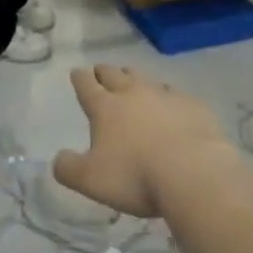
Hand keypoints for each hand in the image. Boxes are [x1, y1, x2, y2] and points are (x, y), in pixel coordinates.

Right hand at [52, 65, 240, 218]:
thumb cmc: (136, 176)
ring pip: (144, 78)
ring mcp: (164, 95)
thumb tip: (58, 158)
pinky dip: (167, 97)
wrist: (193, 173)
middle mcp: (132, 93)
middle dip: (104, 72)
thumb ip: (68, 168)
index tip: (77, 73)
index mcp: (105, 107)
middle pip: (114, 73)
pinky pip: (175, 94)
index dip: (80, 78)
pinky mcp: (192, 105)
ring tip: (132, 82)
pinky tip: (171, 106)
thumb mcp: (91, 180)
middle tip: (100, 72)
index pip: (86, 84)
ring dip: (134, 78)